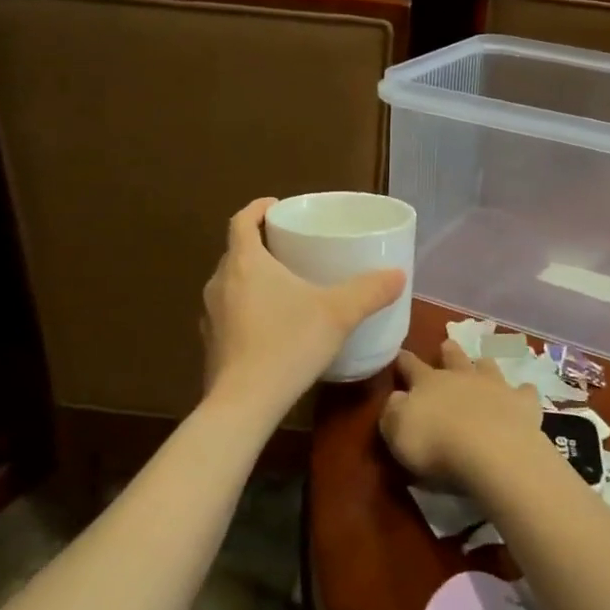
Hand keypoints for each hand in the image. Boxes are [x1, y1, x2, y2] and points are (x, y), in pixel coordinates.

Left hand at [201, 198, 405, 414]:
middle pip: (236, 251)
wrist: (245, 403)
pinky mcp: (211, 344)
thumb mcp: (338, 314)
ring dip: (252, 279)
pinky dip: (246, 310)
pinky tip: (271, 327)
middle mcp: (220, 282)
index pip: (242, 220)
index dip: (257, 208)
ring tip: (283, 287)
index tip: (276, 206)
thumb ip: (369, 291)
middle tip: (290, 249)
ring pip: (231, 284)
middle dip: (260, 246)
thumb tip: (399, 274)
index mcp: (245, 262)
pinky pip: (229, 314)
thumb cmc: (288, 344)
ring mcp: (210, 315)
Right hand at [379, 341, 544, 487]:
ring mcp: (495, 387)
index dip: (404, 360)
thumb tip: (397, 397)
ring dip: (484, 364)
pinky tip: (526, 391)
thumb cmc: (436, 445)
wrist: (491, 451)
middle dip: (449, 351)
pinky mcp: (522, 403)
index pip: (411, 366)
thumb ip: (394, 412)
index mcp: (428, 383)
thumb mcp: (398, 432)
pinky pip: (525, 392)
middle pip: (454, 359)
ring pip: (488, 367)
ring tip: (484, 360)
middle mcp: (462, 377)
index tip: (400, 354)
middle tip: (447, 343)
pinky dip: (524, 391)